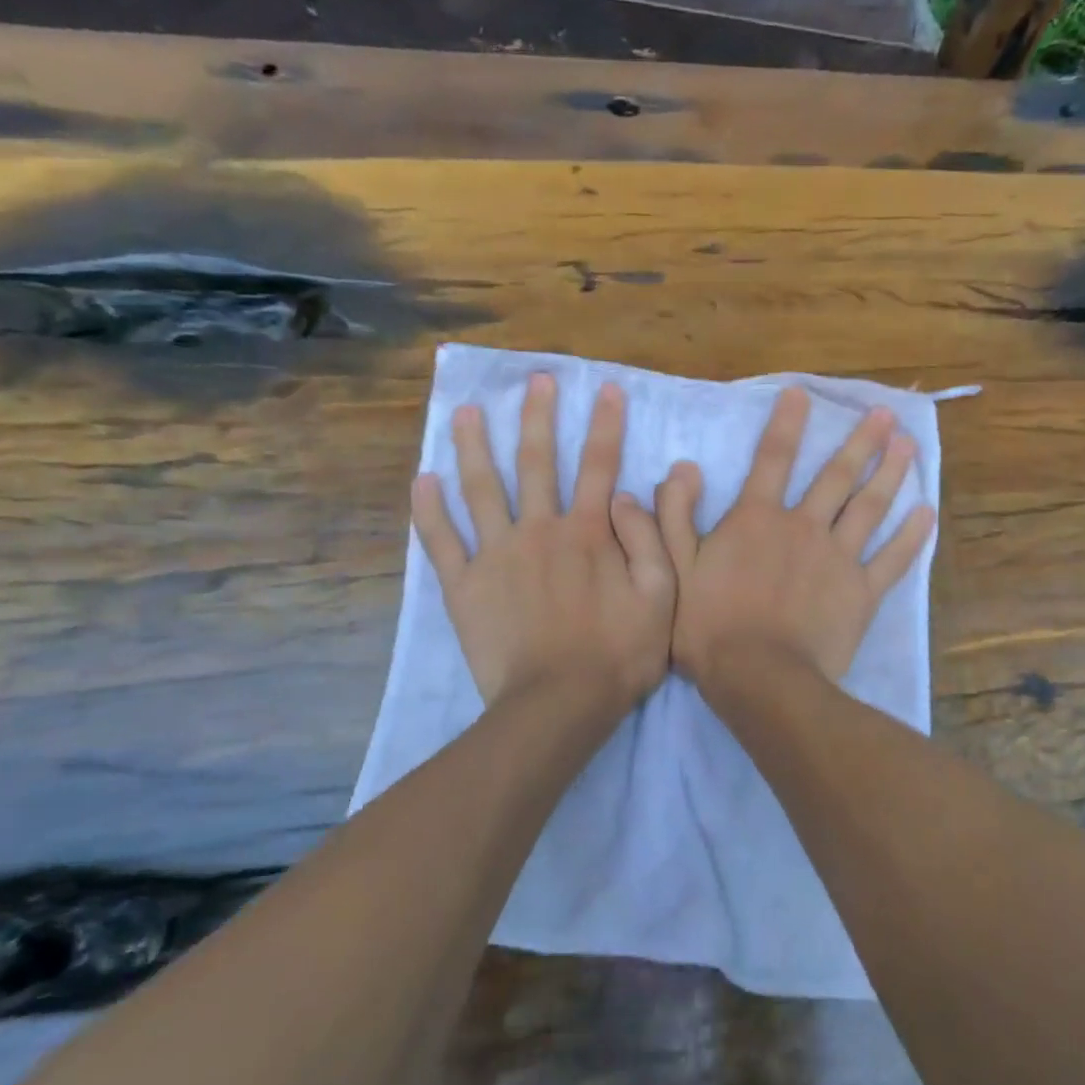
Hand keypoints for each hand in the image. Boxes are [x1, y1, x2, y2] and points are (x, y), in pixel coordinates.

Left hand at [412, 373, 674, 714]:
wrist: (559, 704)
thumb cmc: (618, 654)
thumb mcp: (661, 597)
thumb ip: (649, 539)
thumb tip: (628, 493)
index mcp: (588, 531)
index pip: (599, 464)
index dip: (605, 424)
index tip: (606, 388)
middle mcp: (540, 530)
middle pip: (536, 462)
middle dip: (537, 417)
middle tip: (534, 380)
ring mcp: (496, 555)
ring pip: (481, 488)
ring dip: (473, 446)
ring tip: (464, 410)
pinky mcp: (464, 585)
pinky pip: (441, 541)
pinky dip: (429, 510)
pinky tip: (423, 479)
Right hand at [656, 387, 935, 691]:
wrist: (758, 677)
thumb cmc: (709, 624)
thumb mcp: (675, 567)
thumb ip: (677, 515)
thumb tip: (684, 468)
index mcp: (757, 518)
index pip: (773, 457)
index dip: (787, 422)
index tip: (803, 393)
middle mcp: (803, 525)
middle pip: (837, 475)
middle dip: (861, 441)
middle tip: (885, 413)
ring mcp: (838, 557)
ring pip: (870, 507)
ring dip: (891, 473)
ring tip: (910, 445)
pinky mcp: (862, 592)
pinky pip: (893, 559)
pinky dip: (912, 535)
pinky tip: (927, 512)